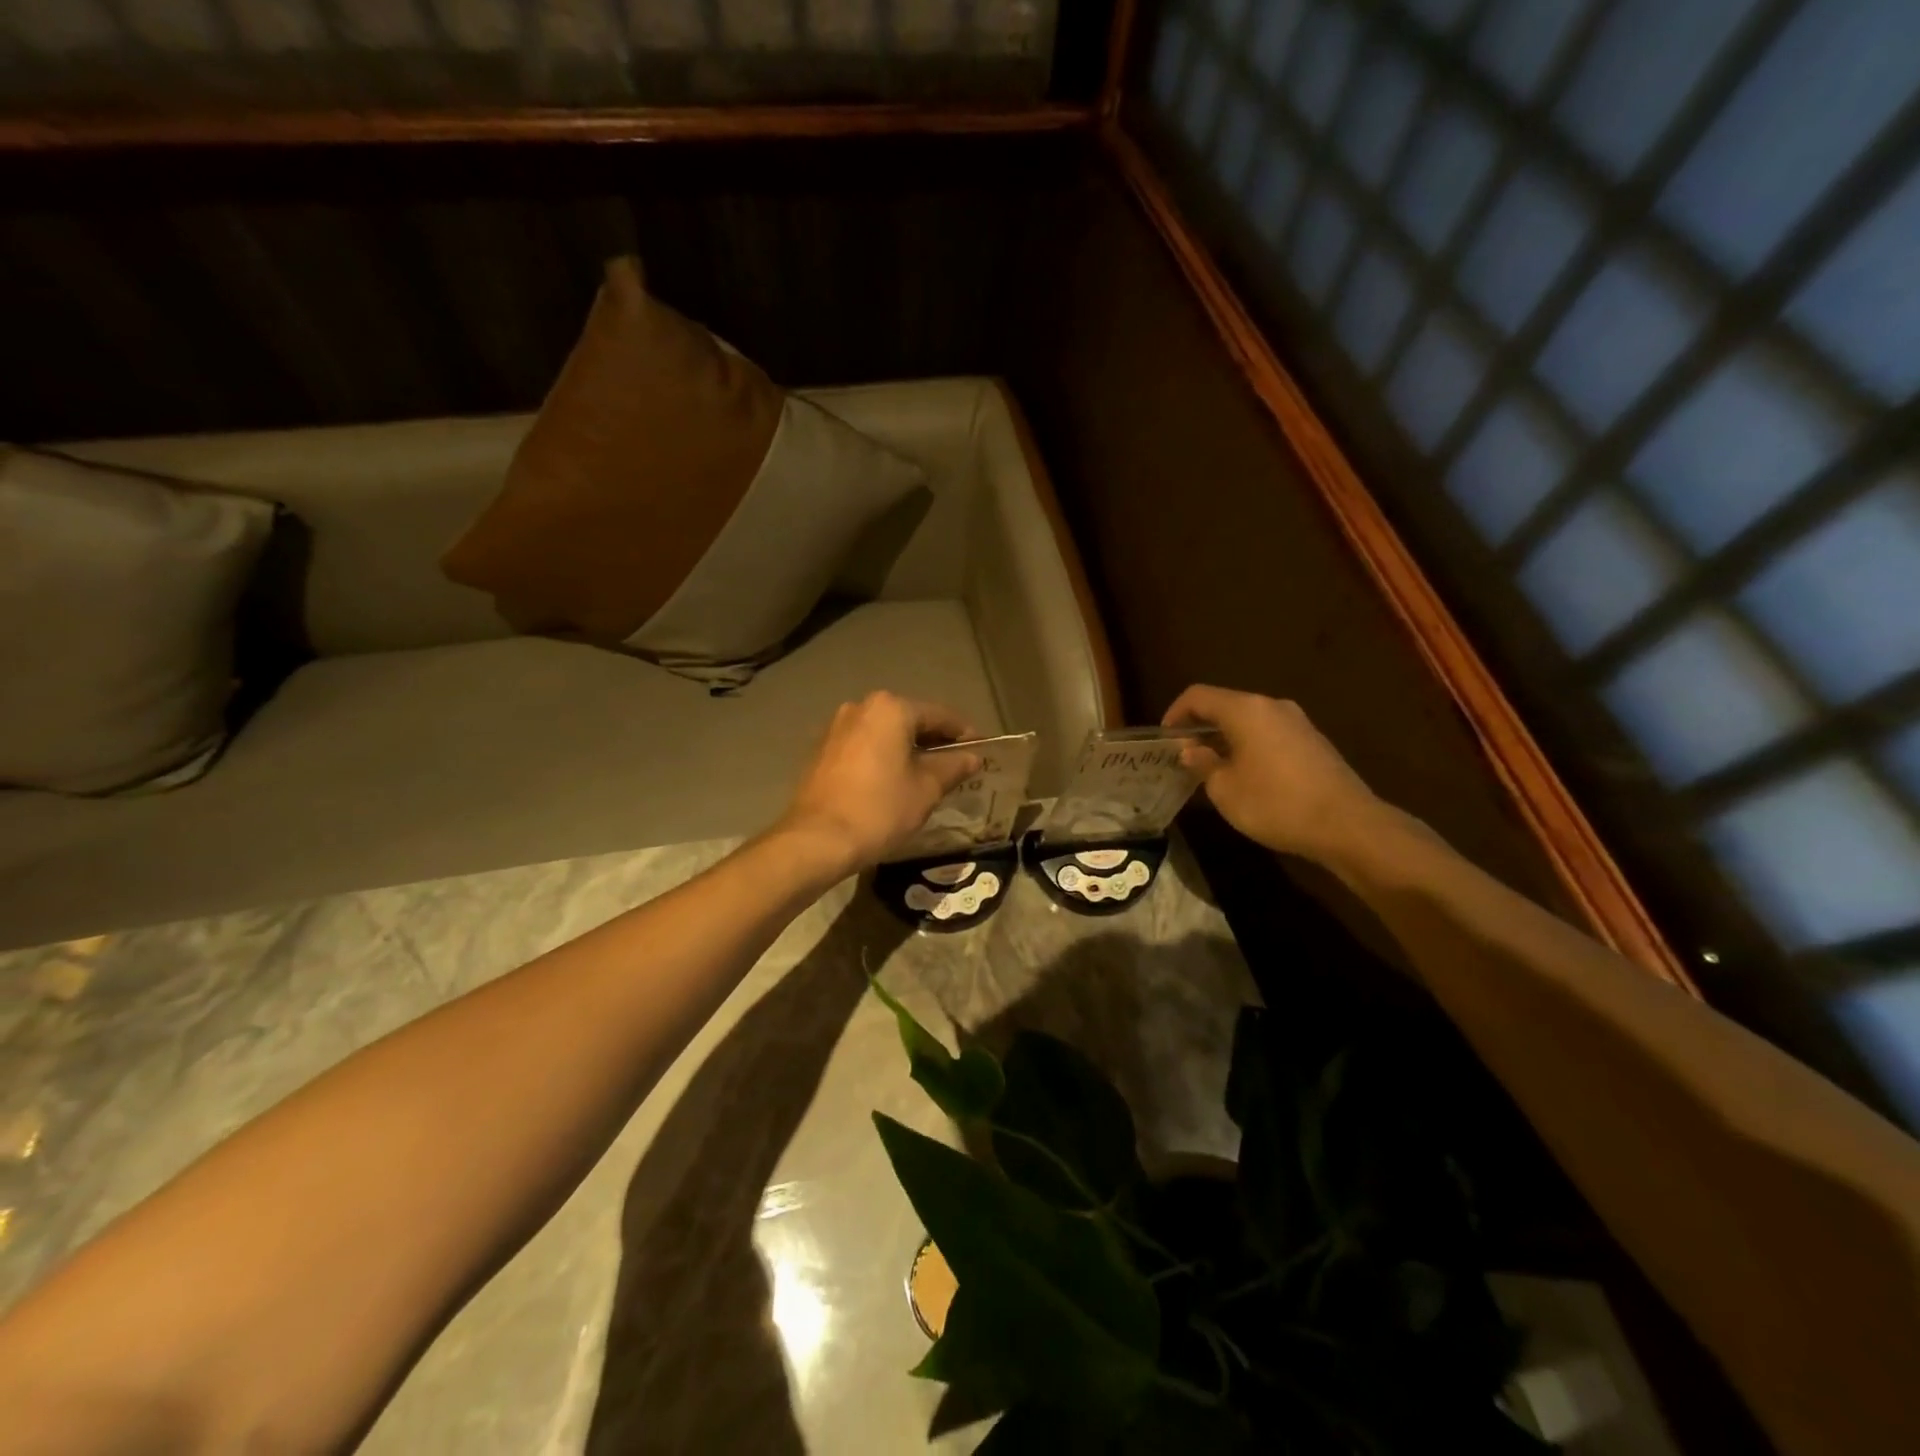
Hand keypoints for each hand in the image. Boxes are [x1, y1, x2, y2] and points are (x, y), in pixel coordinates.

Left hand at [778, 693, 981, 873]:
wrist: (817, 839)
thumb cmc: (880, 809)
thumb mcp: (926, 789)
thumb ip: (953, 767)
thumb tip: (973, 757)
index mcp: (891, 709)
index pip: (939, 715)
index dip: (964, 733)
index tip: (981, 751)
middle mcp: (861, 708)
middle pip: (909, 720)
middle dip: (934, 741)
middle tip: (957, 765)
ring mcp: (837, 728)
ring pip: (885, 733)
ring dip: (907, 749)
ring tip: (928, 775)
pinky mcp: (822, 750)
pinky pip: (864, 746)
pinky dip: (883, 757)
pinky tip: (894, 780)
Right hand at [1163, 685, 1384, 863]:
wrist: (1347, 825)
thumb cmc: (1275, 803)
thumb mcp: (1225, 789)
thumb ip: (1203, 764)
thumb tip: (1191, 751)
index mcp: (1245, 710)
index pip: (1198, 696)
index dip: (1175, 713)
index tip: (1164, 739)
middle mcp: (1272, 706)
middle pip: (1226, 705)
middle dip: (1201, 727)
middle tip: (1184, 755)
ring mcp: (1298, 722)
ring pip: (1249, 720)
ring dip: (1226, 738)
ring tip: (1212, 767)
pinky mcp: (1313, 742)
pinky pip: (1270, 734)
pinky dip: (1250, 746)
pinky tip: (1246, 775)